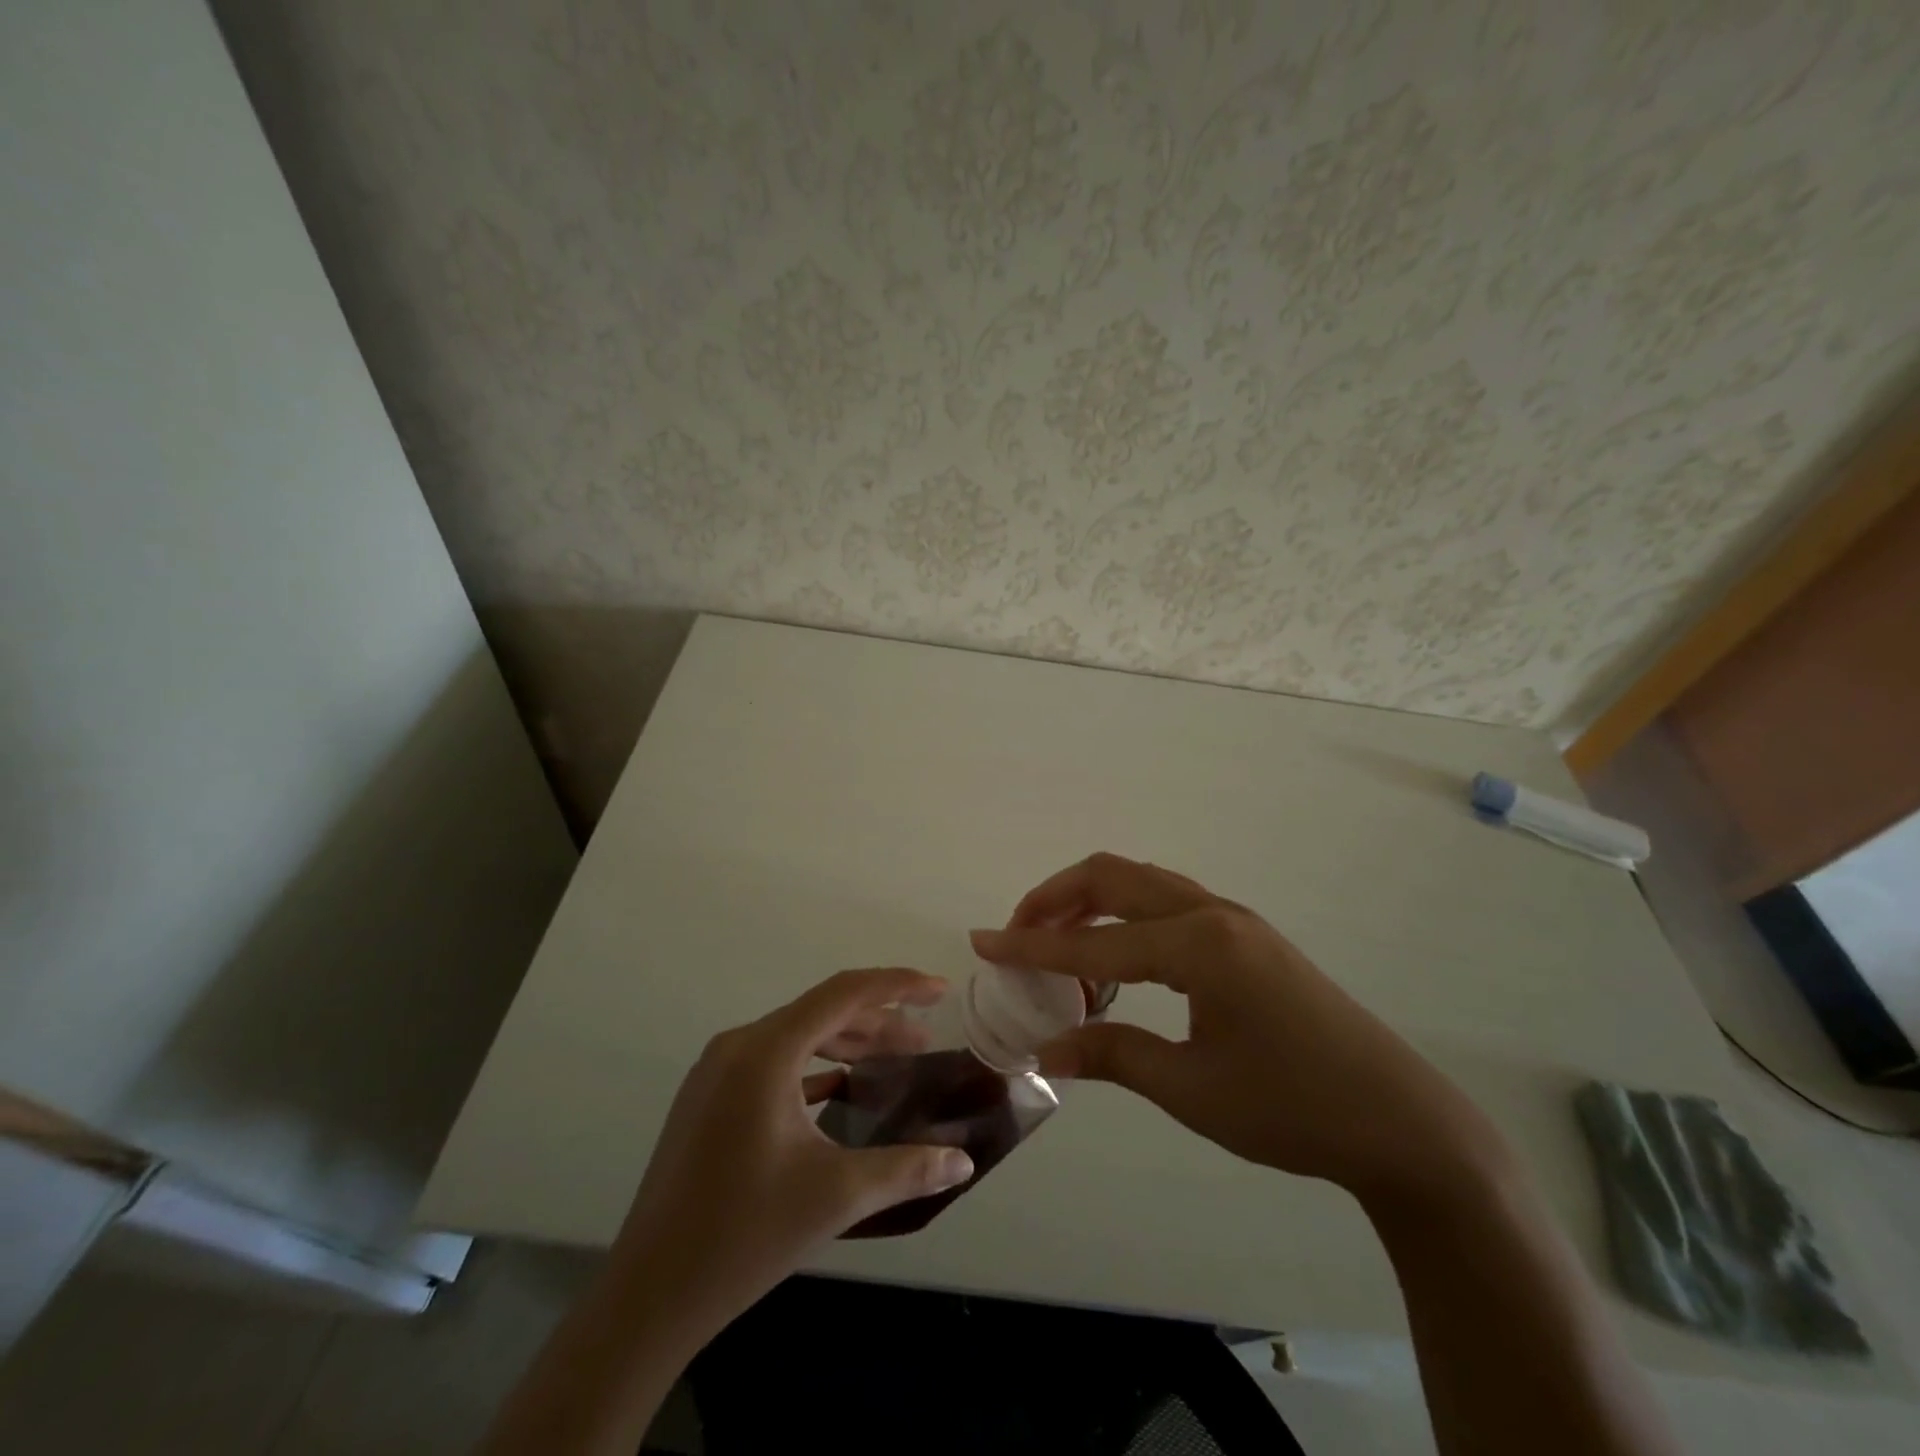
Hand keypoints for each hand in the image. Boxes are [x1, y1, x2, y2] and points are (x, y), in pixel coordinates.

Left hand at [612, 968, 975, 1333]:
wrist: (648, 1295)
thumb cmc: (744, 1235)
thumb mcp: (835, 1197)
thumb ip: (906, 1170)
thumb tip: (963, 1162)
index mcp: (766, 1052)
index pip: (844, 994)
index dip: (897, 985)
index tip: (938, 990)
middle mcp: (738, 1046)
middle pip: (821, 1013)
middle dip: (878, 1023)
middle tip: (923, 1042)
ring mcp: (717, 1071)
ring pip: (796, 1036)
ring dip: (846, 1044)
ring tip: (890, 1062)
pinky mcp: (708, 1097)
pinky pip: (772, 1062)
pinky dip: (813, 1066)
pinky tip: (840, 1088)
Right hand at [971, 853, 1509, 1208]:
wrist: (1400, 1121)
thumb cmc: (1292, 1108)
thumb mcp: (1192, 1089)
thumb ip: (1112, 1056)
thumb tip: (1045, 1050)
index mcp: (1198, 945)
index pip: (1092, 943)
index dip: (1031, 944)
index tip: (982, 941)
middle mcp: (1212, 914)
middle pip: (1113, 877)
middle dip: (1055, 899)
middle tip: (1016, 933)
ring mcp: (1233, 919)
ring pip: (1141, 883)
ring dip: (1090, 901)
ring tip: (1056, 940)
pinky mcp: (1246, 936)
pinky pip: (1166, 903)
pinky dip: (1124, 915)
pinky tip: (1114, 954)